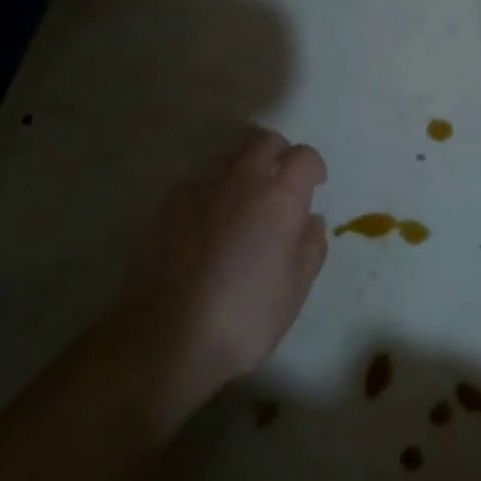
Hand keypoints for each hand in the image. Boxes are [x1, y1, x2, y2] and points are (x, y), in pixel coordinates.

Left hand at [110, 127, 328, 411]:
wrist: (166, 340)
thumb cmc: (245, 318)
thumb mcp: (295, 289)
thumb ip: (310, 246)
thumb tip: (310, 219)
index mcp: (280, 198)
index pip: (303, 156)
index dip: (312, 167)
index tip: (314, 186)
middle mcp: (241, 182)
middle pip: (262, 140)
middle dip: (277, 153)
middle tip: (280, 182)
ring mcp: (198, 190)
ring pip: (226, 155)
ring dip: (243, 166)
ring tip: (243, 200)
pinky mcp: (165, 206)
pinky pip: (196, 181)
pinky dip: (209, 189)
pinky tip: (207, 221)